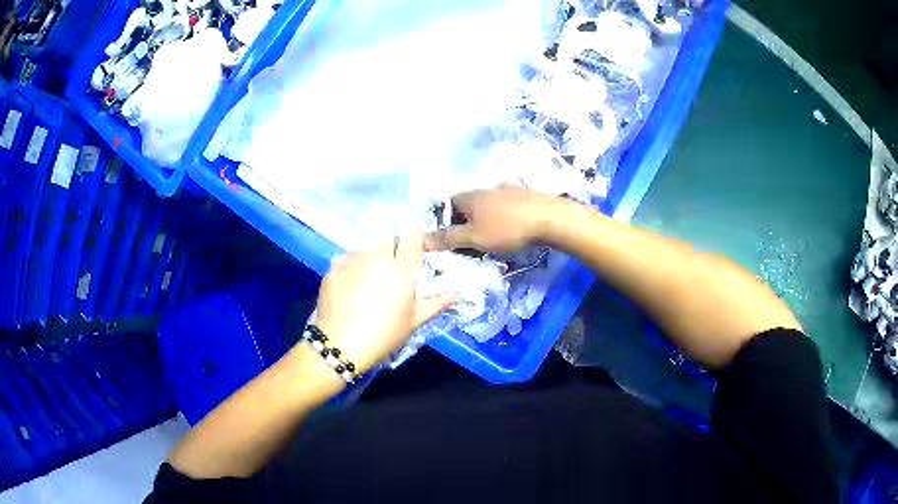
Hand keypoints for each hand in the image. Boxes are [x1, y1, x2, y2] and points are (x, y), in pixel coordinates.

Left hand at [311, 231, 455, 372]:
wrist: (342, 344)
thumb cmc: (385, 334)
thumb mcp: (414, 321)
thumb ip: (435, 304)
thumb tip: (455, 295)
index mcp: (401, 268)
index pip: (412, 238)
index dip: (415, 236)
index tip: (416, 241)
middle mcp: (377, 257)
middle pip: (388, 240)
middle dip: (392, 247)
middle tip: (392, 269)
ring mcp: (353, 260)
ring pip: (366, 249)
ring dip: (371, 257)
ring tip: (369, 279)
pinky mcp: (334, 268)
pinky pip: (347, 261)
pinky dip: (352, 268)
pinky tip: (351, 287)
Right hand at [424, 186, 557, 252]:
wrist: (550, 219)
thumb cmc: (508, 229)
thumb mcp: (474, 238)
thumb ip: (449, 238)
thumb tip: (422, 240)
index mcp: (471, 196)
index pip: (449, 203)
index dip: (446, 220)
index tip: (452, 238)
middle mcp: (487, 188)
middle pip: (469, 203)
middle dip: (468, 220)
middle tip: (472, 241)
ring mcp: (508, 189)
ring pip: (490, 204)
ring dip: (487, 217)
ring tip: (494, 236)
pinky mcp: (526, 195)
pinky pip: (508, 206)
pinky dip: (505, 216)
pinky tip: (514, 228)